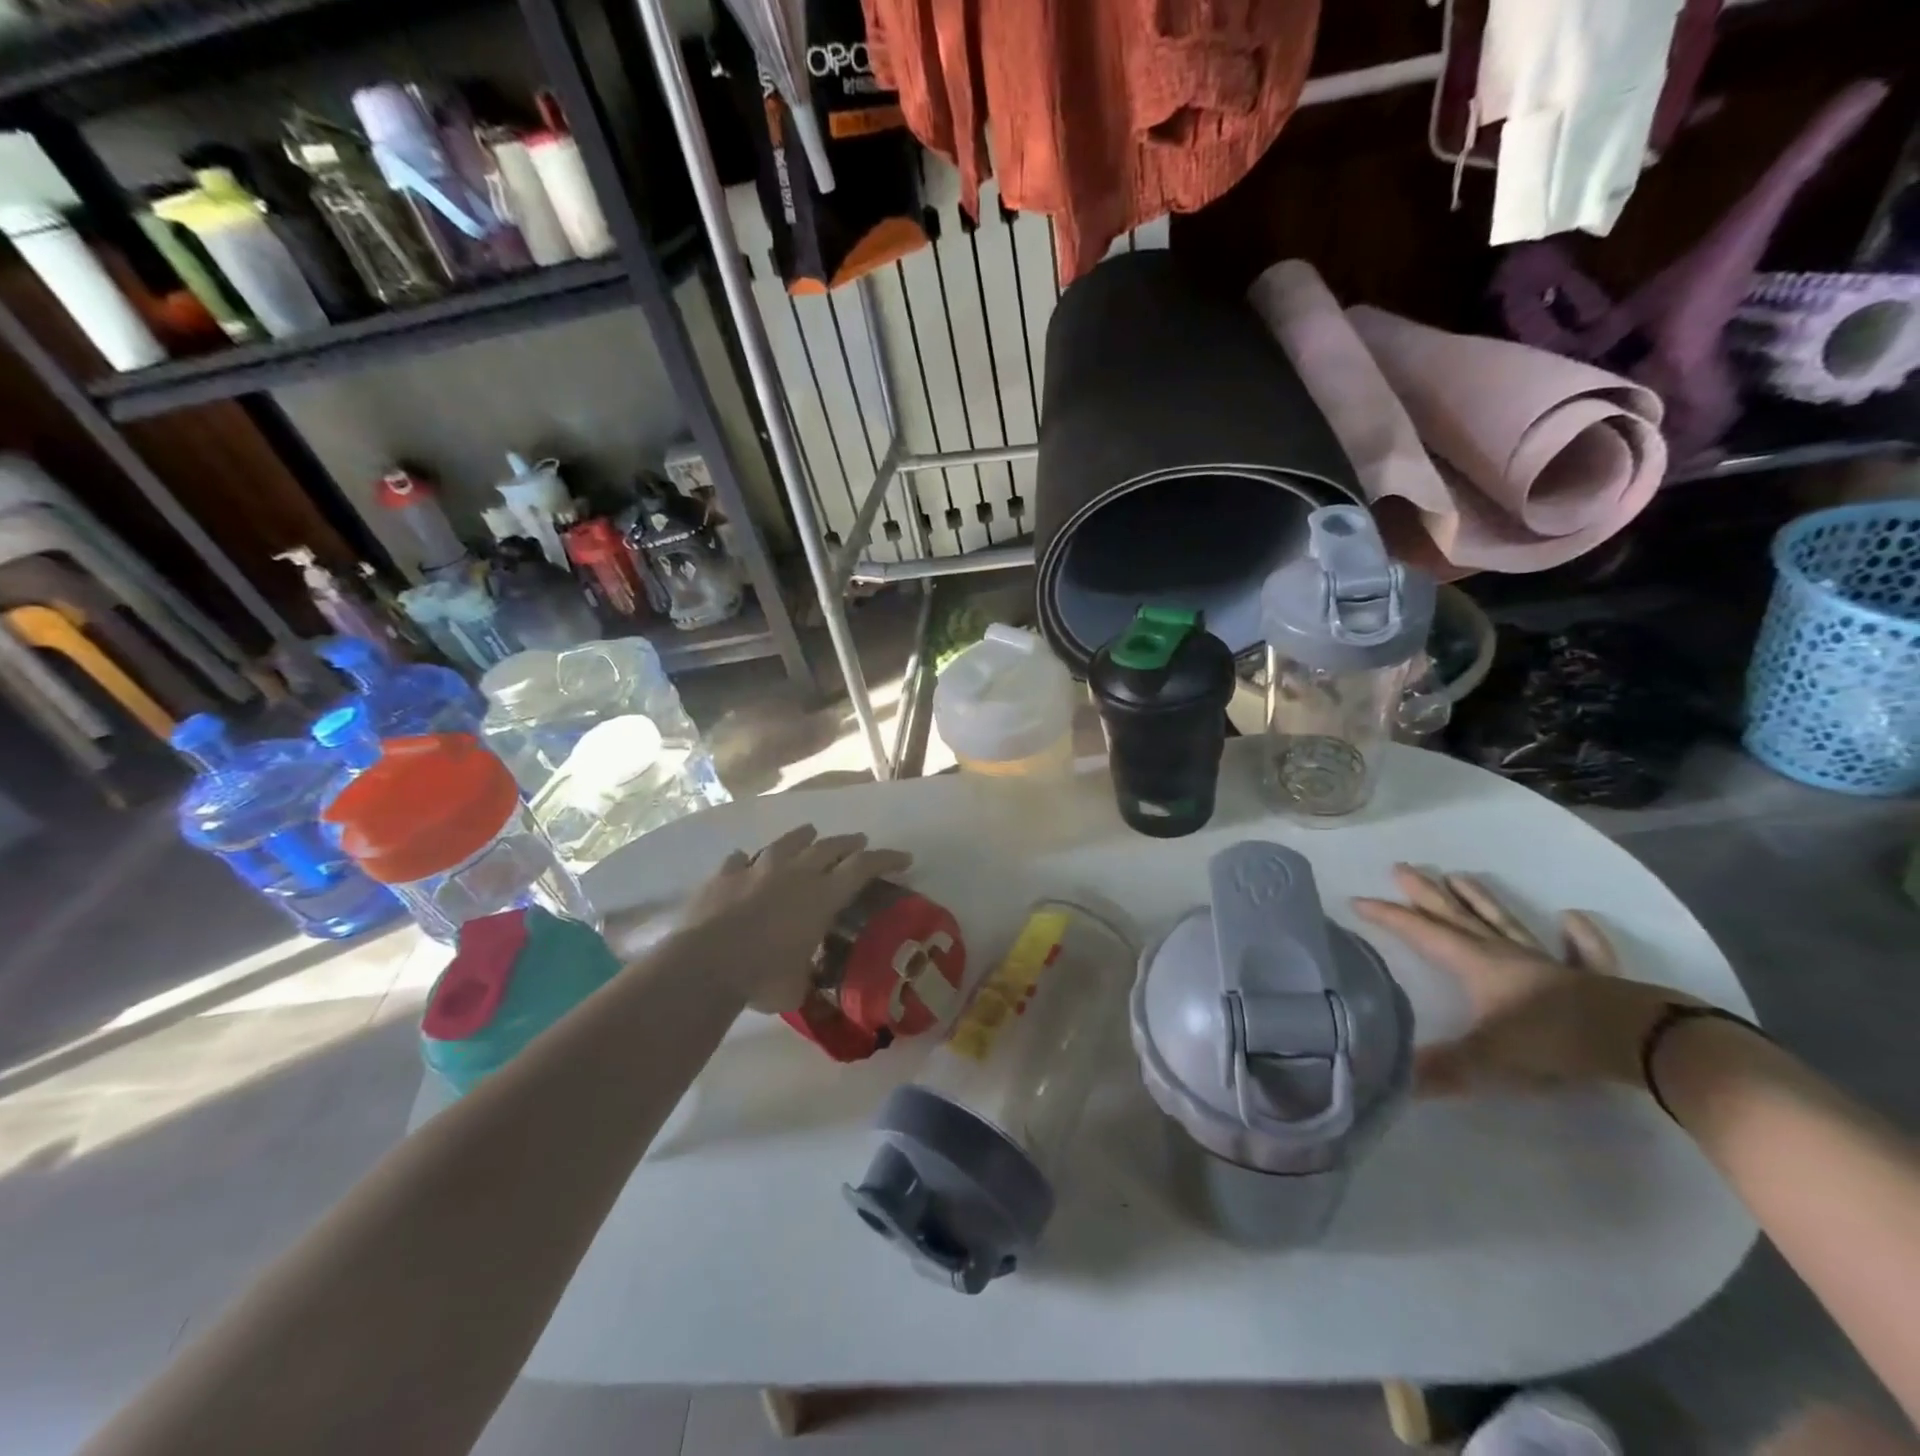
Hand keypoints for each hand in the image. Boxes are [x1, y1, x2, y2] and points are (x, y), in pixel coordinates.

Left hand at [675, 825, 912, 1013]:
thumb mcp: (797, 987)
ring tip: (810, 832)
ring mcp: (757, 869)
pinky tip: (745, 860)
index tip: (904, 858)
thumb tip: (806, 982)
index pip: (863, 867)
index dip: (886, 859)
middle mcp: (795, 872)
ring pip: (786, 843)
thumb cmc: (763, 977)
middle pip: (829, 847)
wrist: (705, 963)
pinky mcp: (724, 875)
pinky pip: (739, 860)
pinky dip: (747, 861)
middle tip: (860, 842)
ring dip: (802, 837)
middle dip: (849, 843)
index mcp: (822, 896)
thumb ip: (806, 976)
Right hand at [1352, 864, 1691, 1094]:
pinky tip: (1571, 918)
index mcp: (1474, 964)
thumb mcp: (1487, 1061)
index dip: (1388, 916)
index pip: (1421, 932)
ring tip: (1461, 876)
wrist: (1636, 1040)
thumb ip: (1440, 1071)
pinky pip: (1581, 951)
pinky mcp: (1591, 978)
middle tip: (1403, 867)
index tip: (1358, 900)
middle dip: (1426, 893)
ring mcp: (1548, 962)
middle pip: (1457, 916)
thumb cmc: (1550, 1041)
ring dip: (1481, 900)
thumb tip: (1394, 1081)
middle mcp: (1503, 954)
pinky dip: (1577, 935)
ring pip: (1506, 923)